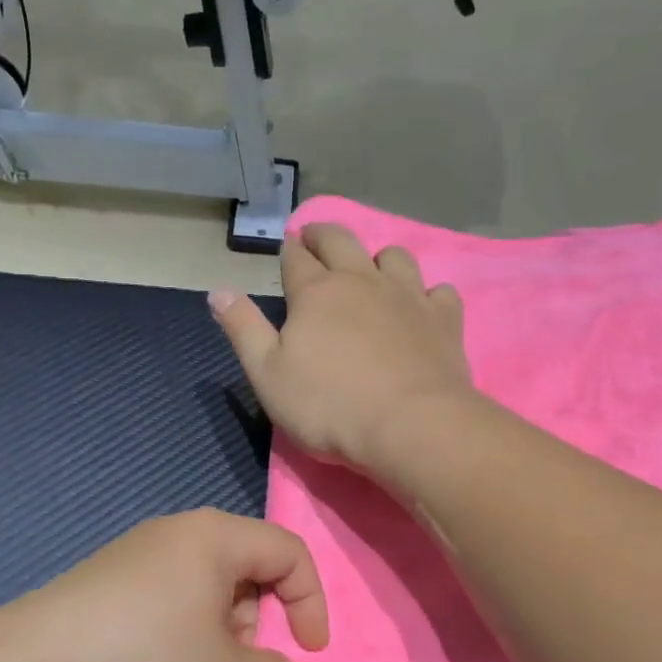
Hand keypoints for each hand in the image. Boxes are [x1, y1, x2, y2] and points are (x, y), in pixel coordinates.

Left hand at [12, 510, 327, 661]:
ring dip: (222, 649)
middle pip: (247, 576)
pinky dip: (185, 647)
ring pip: (208, 599)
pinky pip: (170, 610)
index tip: (309, 656)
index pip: (290, 553)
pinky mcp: (108, 589)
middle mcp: (177, 536)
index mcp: (214, 537)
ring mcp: (137, 560)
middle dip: (260, 635)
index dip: (312, 604)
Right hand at [209, 223, 475, 472]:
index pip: (296, 258)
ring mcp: (408, 296)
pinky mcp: (443, 319)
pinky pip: (439, 291)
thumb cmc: (329, 406)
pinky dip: (427, 293)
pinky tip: (423, 306)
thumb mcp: (267, 375)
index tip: (287, 246)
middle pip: (341, 241)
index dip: (288, 250)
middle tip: (315, 237)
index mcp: (316, 292)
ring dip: (378, 257)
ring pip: (394, 257)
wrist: (411, 426)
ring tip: (372, 270)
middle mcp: (362, 281)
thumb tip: (218, 290)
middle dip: (324, 235)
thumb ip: (243, 329)